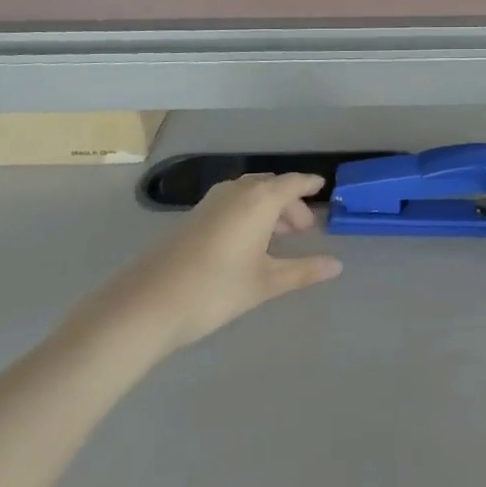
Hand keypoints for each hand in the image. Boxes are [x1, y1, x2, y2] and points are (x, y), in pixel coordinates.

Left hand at [61, 174, 342, 361]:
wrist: (148, 303)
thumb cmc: (216, 289)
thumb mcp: (265, 282)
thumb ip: (303, 271)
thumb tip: (337, 266)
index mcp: (259, 200)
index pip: (293, 183)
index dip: (309, 185)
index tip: (322, 188)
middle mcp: (237, 191)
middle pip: (271, 187)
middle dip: (290, 203)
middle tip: (303, 229)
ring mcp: (211, 202)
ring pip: (249, 194)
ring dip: (268, 208)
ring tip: (278, 237)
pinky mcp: (193, 217)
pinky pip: (232, 203)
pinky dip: (248, 213)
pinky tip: (247, 242)